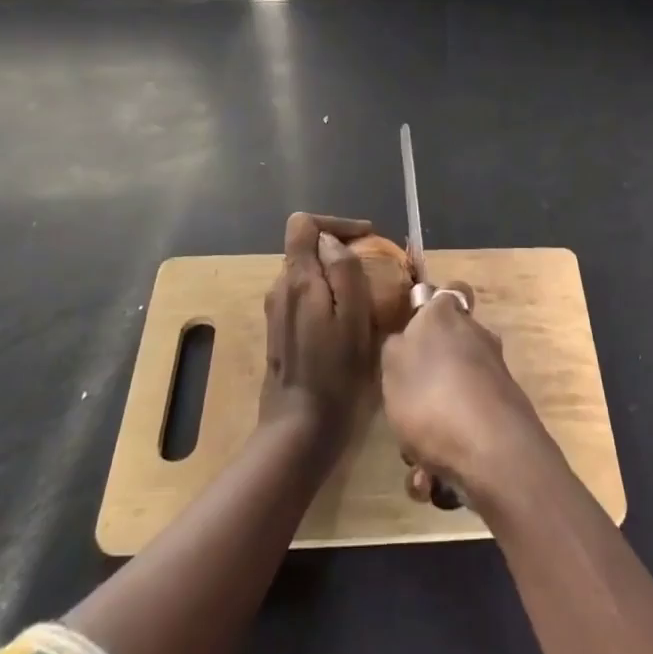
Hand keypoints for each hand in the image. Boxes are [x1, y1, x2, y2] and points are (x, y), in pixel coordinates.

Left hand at [259, 213, 377, 452]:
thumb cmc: (335, 373)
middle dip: (340, 249)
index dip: (337, 224)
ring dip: (335, 273)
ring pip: (307, 272)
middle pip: (306, 247)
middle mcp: (280, 288)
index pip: (303, 223)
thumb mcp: (353, 317)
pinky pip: (305, 296)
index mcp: (297, 279)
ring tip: (367, 292)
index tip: (368, 238)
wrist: (300, 430)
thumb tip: (331, 240)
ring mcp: (277, 311)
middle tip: (375, 267)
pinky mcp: (280, 332)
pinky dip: (327, 294)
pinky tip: (348, 318)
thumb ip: (343, 270)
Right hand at [380, 286, 553, 503]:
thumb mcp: (392, 365)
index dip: (432, 306)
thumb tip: (408, 339)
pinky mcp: (504, 417)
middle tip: (402, 411)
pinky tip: (433, 483)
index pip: (449, 292)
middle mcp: (477, 339)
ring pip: (451, 399)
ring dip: (430, 431)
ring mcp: (494, 378)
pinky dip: (447, 456)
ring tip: (415, 464)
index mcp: (449, 316)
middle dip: (423, 385)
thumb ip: (397, 347)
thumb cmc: (432, 396)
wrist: (493, 453)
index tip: (413, 329)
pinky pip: (465, 432)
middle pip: (448, 351)